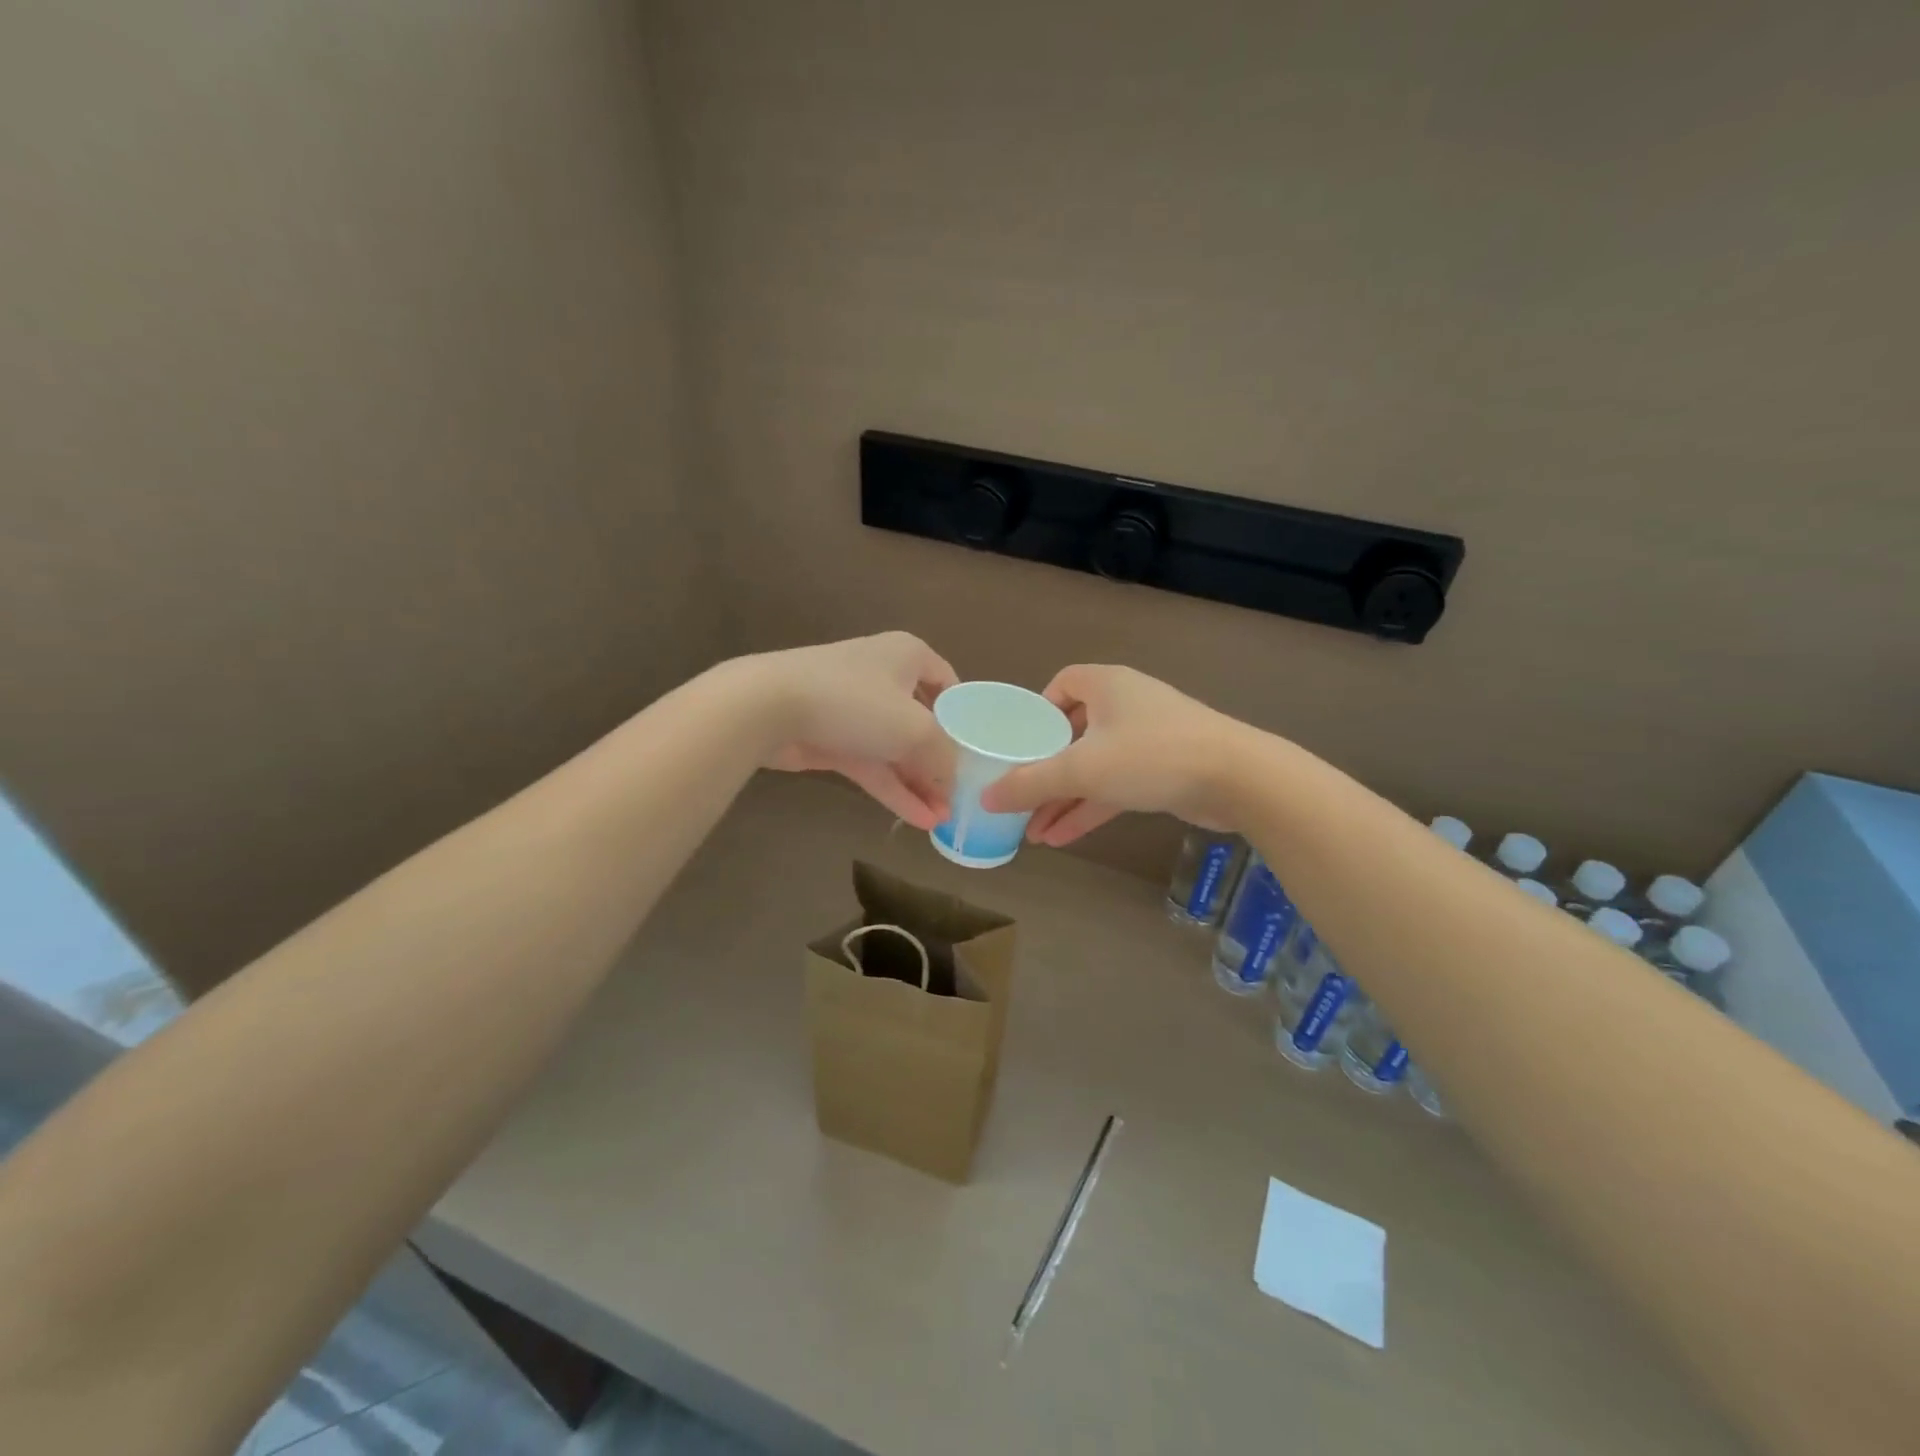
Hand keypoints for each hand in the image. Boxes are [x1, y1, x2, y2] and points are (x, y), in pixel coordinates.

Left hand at [745, 632, 958, 829]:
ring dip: (919, 784)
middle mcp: (884, 677)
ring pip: (896, 750)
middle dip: (941, 762)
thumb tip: (954, 780)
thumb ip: (943, 756)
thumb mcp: (916, 729)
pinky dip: (894, 790)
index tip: (978, 751)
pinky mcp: (833, 740)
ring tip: (944, 819)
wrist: (769, 707)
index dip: (964, 716)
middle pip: (923, 722)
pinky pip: (873, 766)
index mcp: (908, 656)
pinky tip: (919, 820)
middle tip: (962, 796)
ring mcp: (856, 710)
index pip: (948, 682)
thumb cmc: (855, 702)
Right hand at [980, 665, 1242, 844]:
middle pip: (1072, 733)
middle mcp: (1124, 705)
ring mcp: (1146, 739)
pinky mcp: (1162, 770)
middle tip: (1017, 798)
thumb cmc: (1151, 755)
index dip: (1036, 712)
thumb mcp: (1082, 769)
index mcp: (1105, 685)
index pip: (1061, 685)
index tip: (1018, 743)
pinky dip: (1090, 808)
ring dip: (1063, 797)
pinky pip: (1114, 785)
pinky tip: (1061, 838)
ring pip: (1092, 766)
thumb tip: (987, 798)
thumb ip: (1031, 783)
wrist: (1238, 778)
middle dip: (1044, 770)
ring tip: (1031, 832)